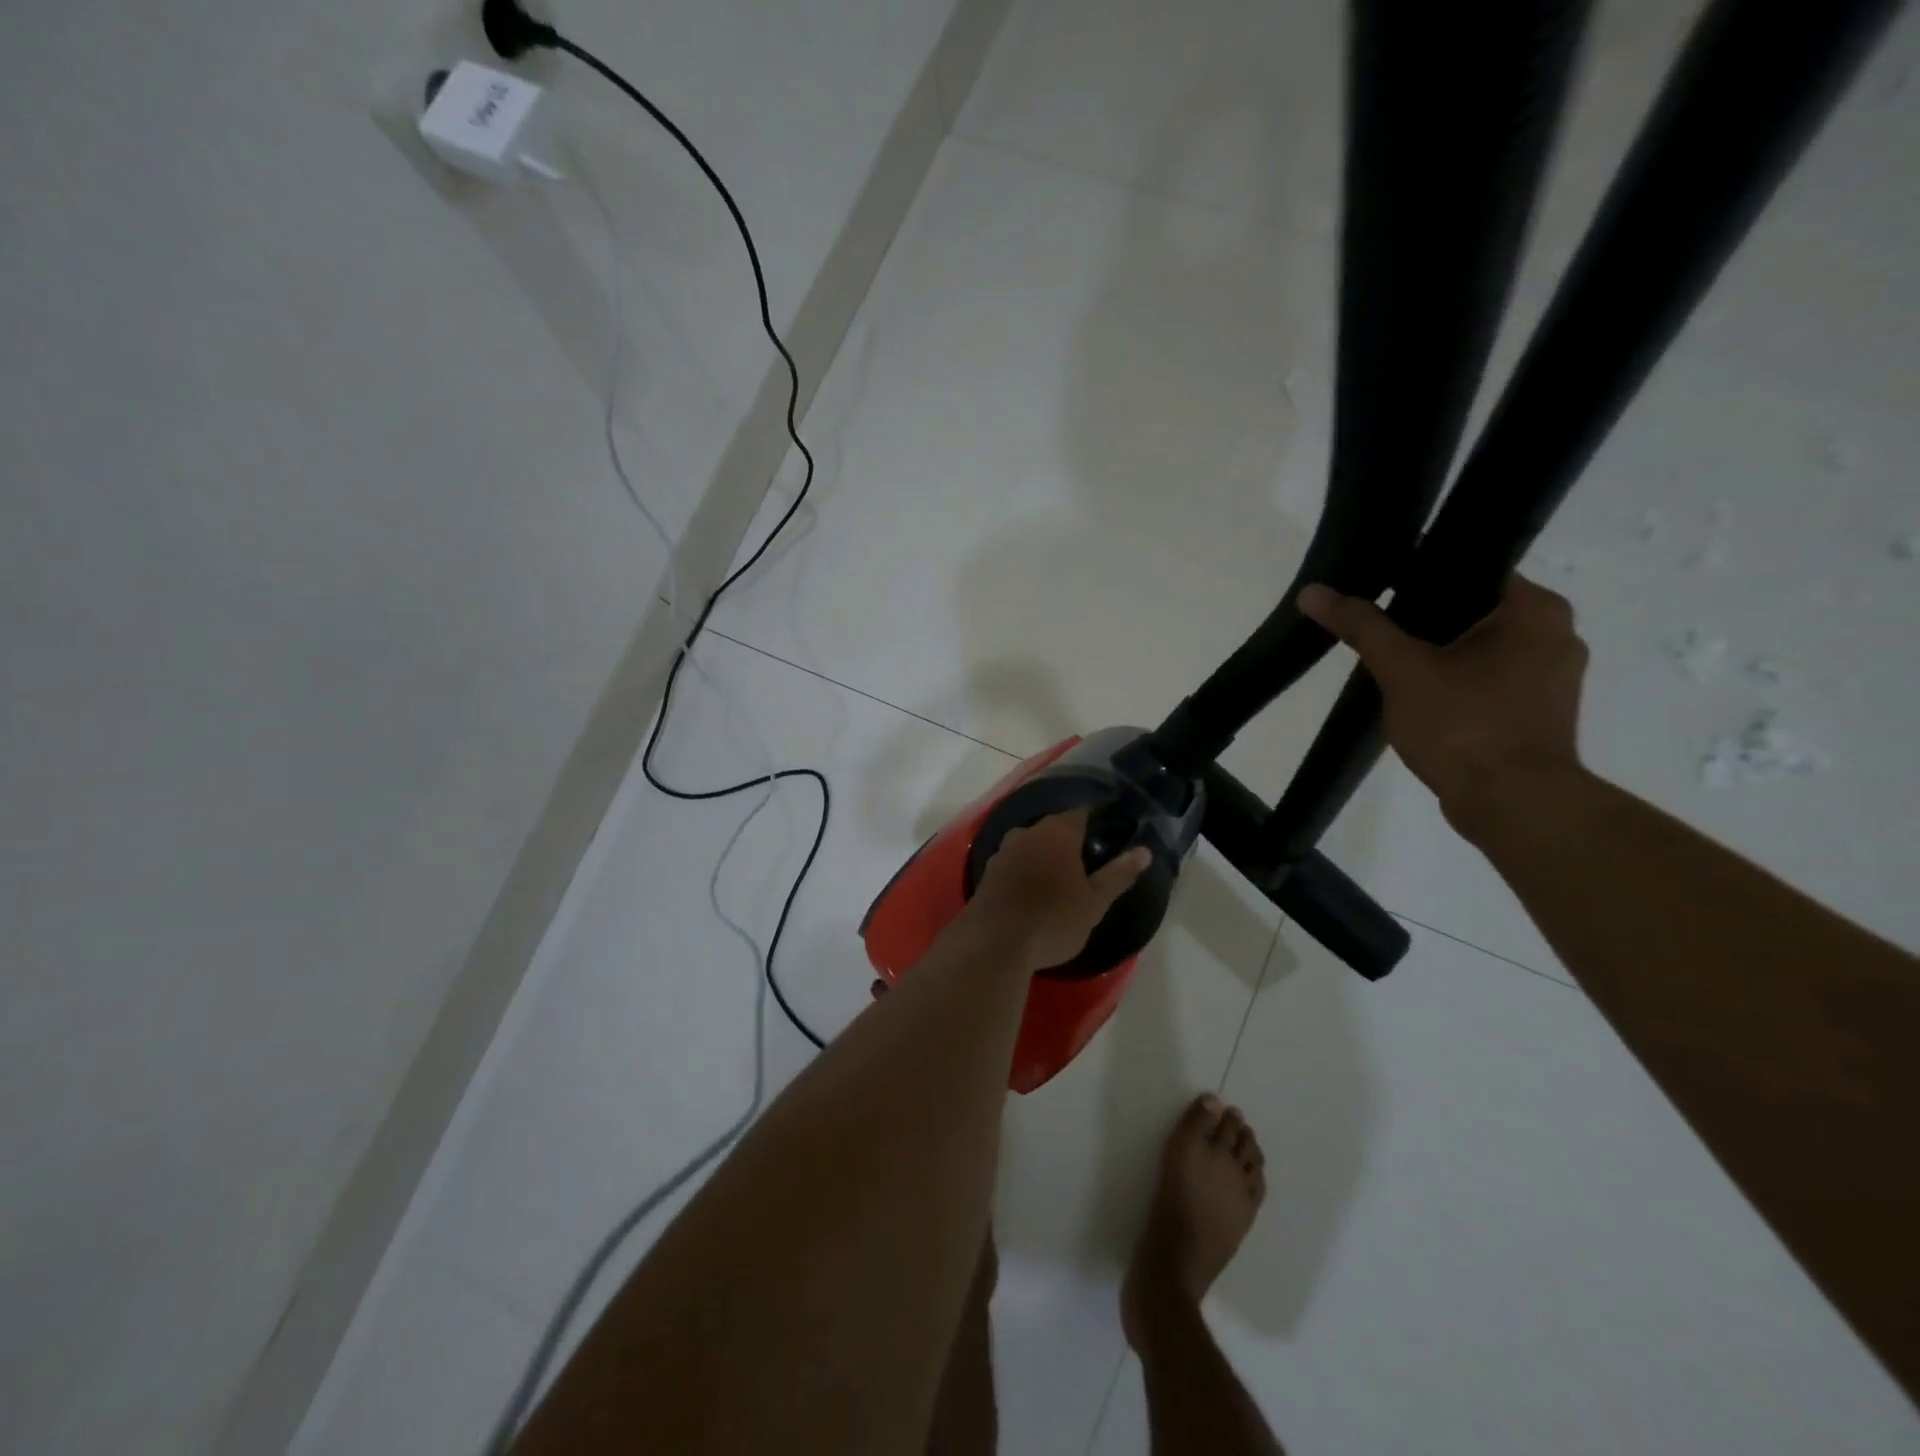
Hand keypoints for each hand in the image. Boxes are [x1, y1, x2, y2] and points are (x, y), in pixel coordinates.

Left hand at [965, 809, 1151, 970]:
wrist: (995, 943)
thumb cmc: (1053, 919)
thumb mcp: (1094, 902)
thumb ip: (1119, 874)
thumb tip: (1144, 851)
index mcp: (1057, 833)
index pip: (1080, 813)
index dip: (1095, 820)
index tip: (1107, 833)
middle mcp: (1027, 833)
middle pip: (1053, 827)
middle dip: (1068, 839)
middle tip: (1087, 861)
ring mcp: (1003, 852)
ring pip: (1030, 845)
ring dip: (1044, 856)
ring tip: (1060, 878)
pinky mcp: (987, 873)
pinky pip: (1014, 863)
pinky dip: (1025, 871)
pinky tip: (1032, 891)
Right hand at [1298, 574, 1589, 828]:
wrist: (1513, 804)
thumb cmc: (1464, 725)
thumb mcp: (1402, 670)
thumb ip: (1362, 627)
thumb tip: (1314, 592)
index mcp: (1536, 609)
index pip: (1473, 569)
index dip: (1421, 575)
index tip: (1379, 588)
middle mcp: (1558, 634)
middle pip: (1475, 610)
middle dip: (1426, 619)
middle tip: (1377, 627)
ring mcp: (1554, 677)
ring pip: (1483, 648)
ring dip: (1441, 654)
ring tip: (1392, 663)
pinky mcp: (1541, 713)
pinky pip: (1491, 679)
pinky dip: (1458, 682)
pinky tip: (1420, 697)